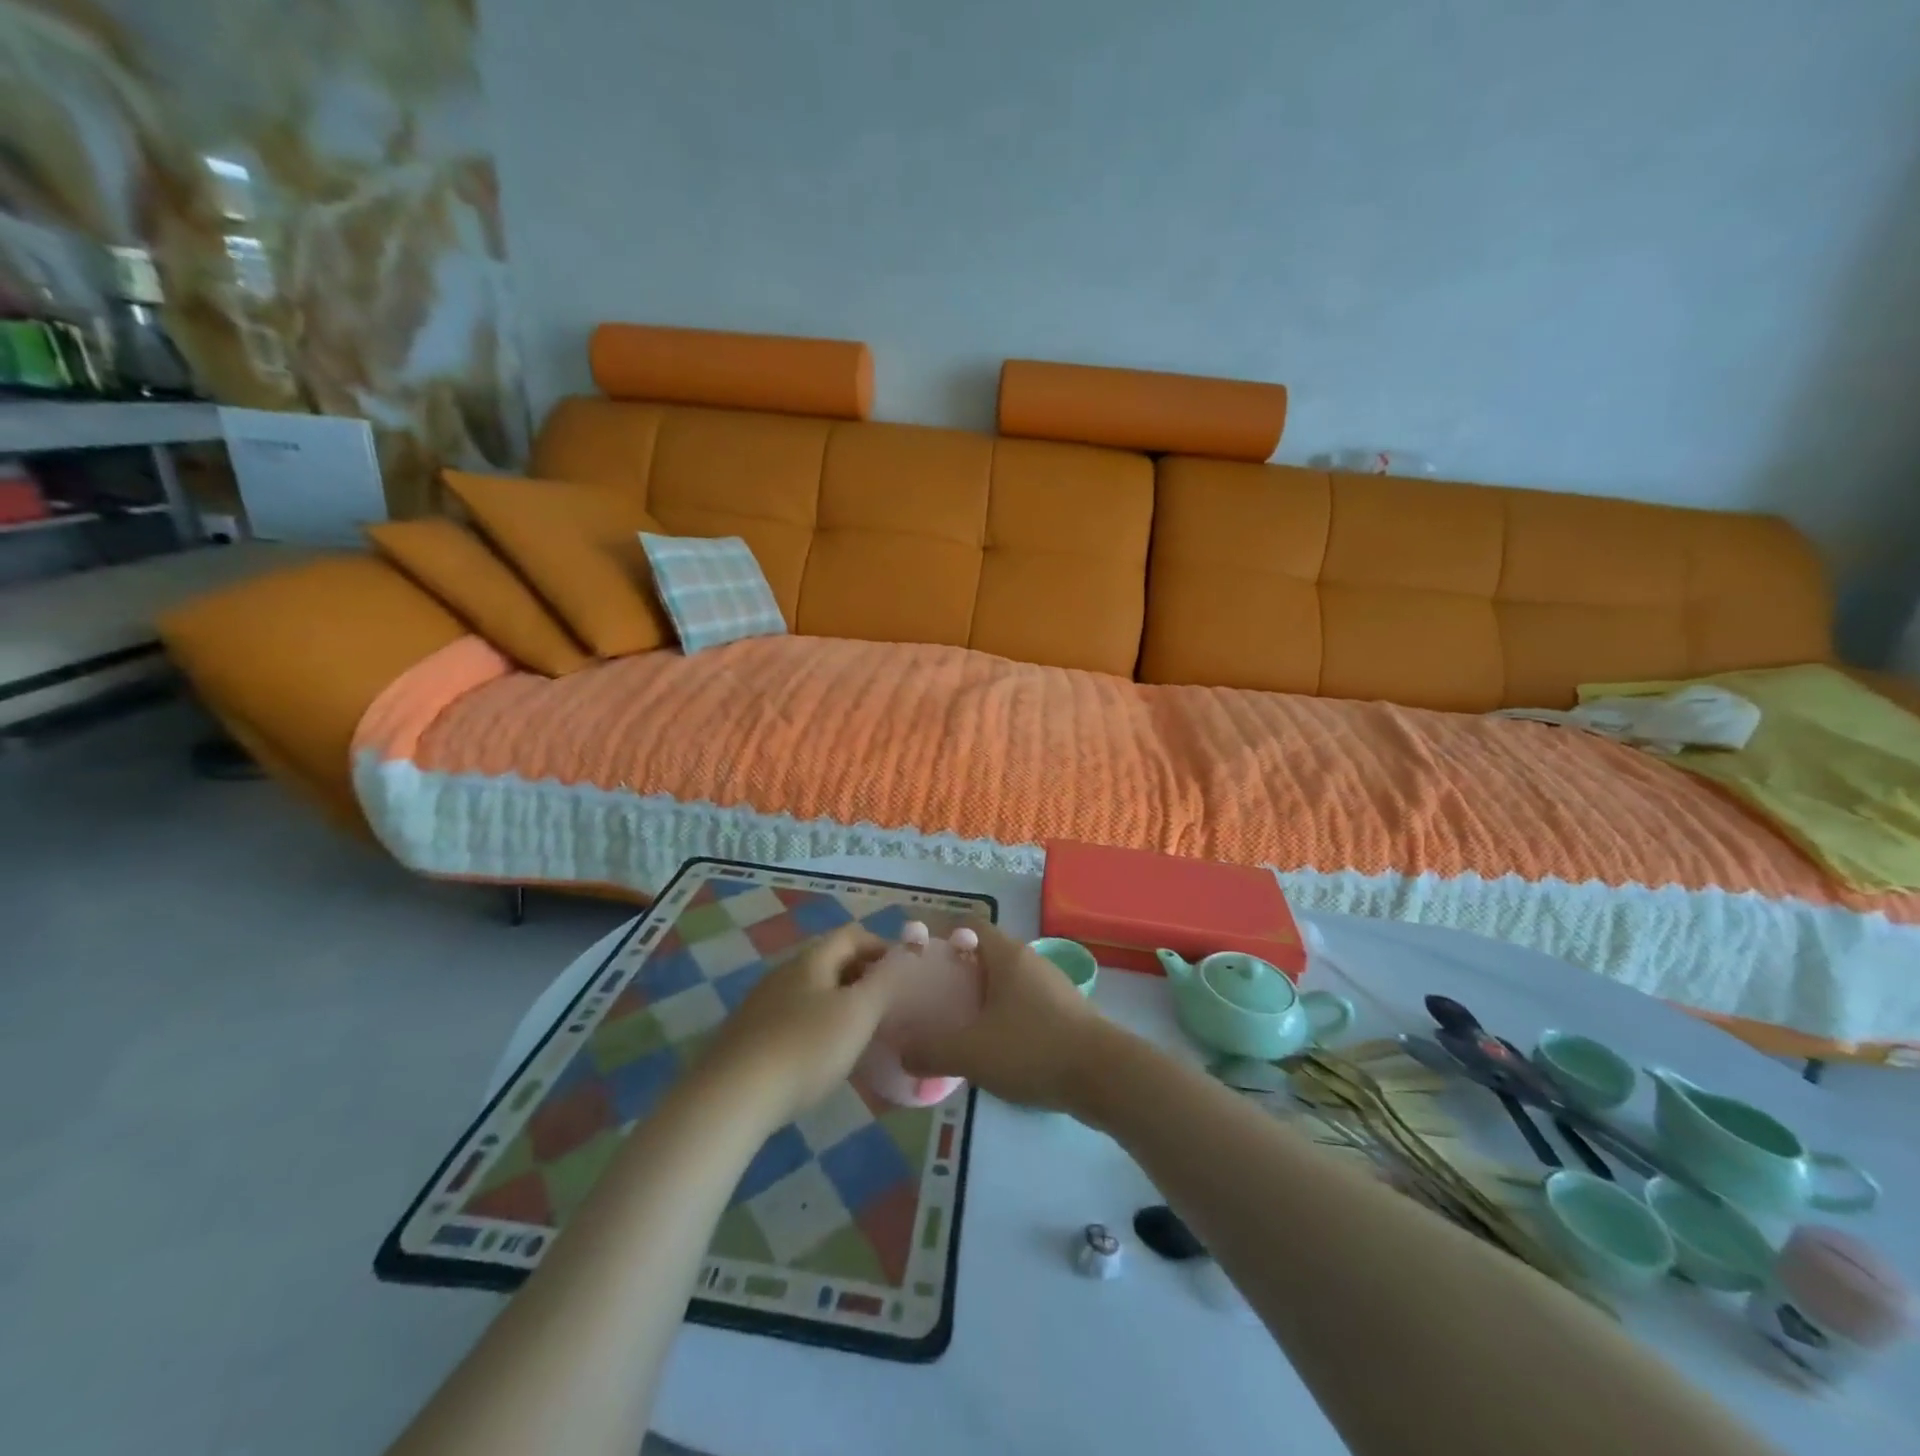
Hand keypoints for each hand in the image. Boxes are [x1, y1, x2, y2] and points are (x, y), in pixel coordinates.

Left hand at [695, 925, 901, 1126]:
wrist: (732, 1097)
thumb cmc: (806, 1048)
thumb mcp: (858, 1013)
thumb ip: (885, 981)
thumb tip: (905, 955)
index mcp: (812, 959)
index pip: (852, 935)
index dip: (881, 947)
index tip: (903, 975)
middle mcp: (784, 971)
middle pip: (830, 960)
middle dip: (862, 975)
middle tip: (886, 1005)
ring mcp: (761, 1003)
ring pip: (811, 990)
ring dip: (839, 1001)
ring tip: (859, 1032)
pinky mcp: (748, 1035)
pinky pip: (792, 1016)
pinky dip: (815, 1024)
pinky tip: (821, 1056)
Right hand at [901, 920, 1105, 1111]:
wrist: (1105, 1076)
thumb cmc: (1033, 1049)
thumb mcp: (972, 1052)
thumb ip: (932, 1051)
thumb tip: (903, 1053)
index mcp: (1007, 955)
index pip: (971, 926)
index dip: (944, 937)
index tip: (922, 961)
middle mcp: (1030, 960)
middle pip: (988, 954)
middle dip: (961, 971)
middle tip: (934, 998)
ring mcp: (1053, 985)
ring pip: (1008, 981)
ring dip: (985, 996)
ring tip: (961, 1024)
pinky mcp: (1067, 1012)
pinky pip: (1027, 1003)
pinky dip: (1007, 1015)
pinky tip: (997, 1047)